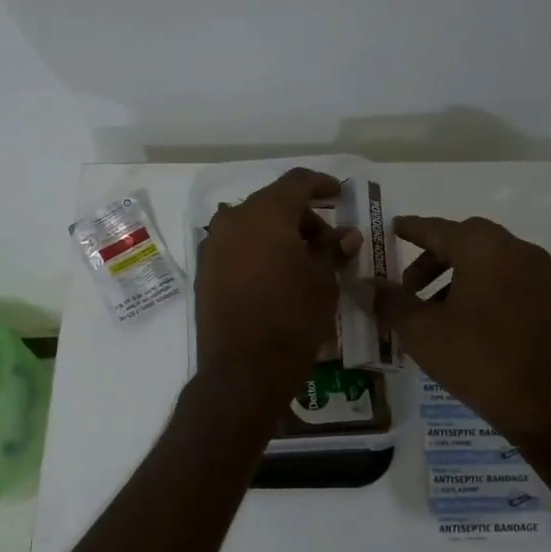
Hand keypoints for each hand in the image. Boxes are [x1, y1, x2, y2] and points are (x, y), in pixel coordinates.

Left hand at [195, 168, 360, 403]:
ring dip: (279, 234)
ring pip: (252, 225)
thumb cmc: (292, 318)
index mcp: (264, 213)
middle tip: (328, 243)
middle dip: (303, 218)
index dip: (321, 185)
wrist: (242, 368)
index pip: (296, 182)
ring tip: (304, 262)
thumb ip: (332, 250)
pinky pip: (236, 247)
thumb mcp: (323, 281)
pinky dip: (258, 250)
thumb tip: (346, 235)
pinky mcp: (204, 270)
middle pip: (273, 204)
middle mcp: (232, 220)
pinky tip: (277, 274)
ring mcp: (213, 245)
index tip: (339, 195)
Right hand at [370, 215, 550, 440]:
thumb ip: (390, 300)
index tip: (393, 228)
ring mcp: (541, 277)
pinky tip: (465, 321)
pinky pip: (509, 280)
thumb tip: (367, 284)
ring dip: (457, 274)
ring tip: (432, 308)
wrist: (546, 407)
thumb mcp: (420, 330)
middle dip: (433, 256)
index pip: (438, 229)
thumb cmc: (476, 358)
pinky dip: (482, 287)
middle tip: (407, 283)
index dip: (411, 229)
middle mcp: (517, 251)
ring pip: (490, 261)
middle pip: (466, 241)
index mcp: (484, 248)